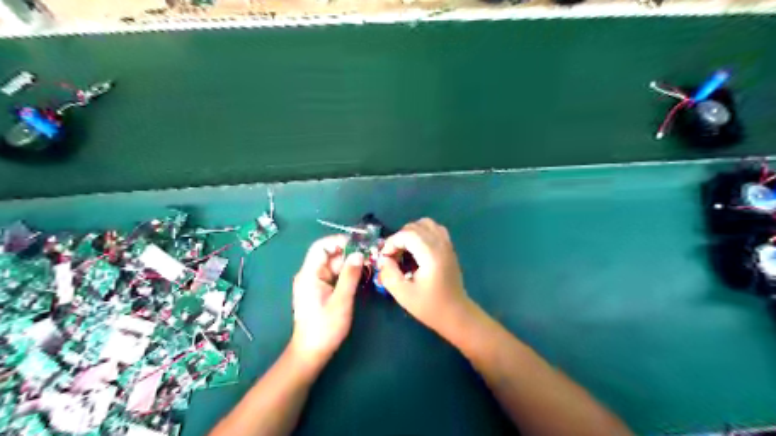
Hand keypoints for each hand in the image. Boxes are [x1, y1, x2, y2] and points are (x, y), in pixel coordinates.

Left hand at [292, 235, 362, 363]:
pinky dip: (347, 272)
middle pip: (329, 254)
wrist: (311, 352)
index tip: (360, 244)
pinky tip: (361, 274)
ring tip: (370, 263)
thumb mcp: (341, 301)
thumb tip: (359, 254)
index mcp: (309, 274)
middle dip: (350, 252)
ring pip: (333, 264)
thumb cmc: (325, 328)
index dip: (340, 241)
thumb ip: (350, 275)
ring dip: (350, 262)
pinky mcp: (320, 289)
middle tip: (370, 254)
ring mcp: (315, 282)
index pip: (321, 246)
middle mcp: (310, 274)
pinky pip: (334, 274)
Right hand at [378, 220, 469, 335]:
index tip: (385, 258)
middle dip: (399, 238)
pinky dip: (422, 233)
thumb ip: (389, 274)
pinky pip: (435, 230)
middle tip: (392, 256)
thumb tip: (383, 259)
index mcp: (431, 254)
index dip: (391, 242)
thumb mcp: (403, 294)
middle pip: (415, 226)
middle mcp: (441, 244)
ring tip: (404, 250)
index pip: (407, 234)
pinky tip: (417, 250)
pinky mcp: (449, 248)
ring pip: (426, 224)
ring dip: (411, 233)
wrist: (456, 314)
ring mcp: (447, 244)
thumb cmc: (430, 306)